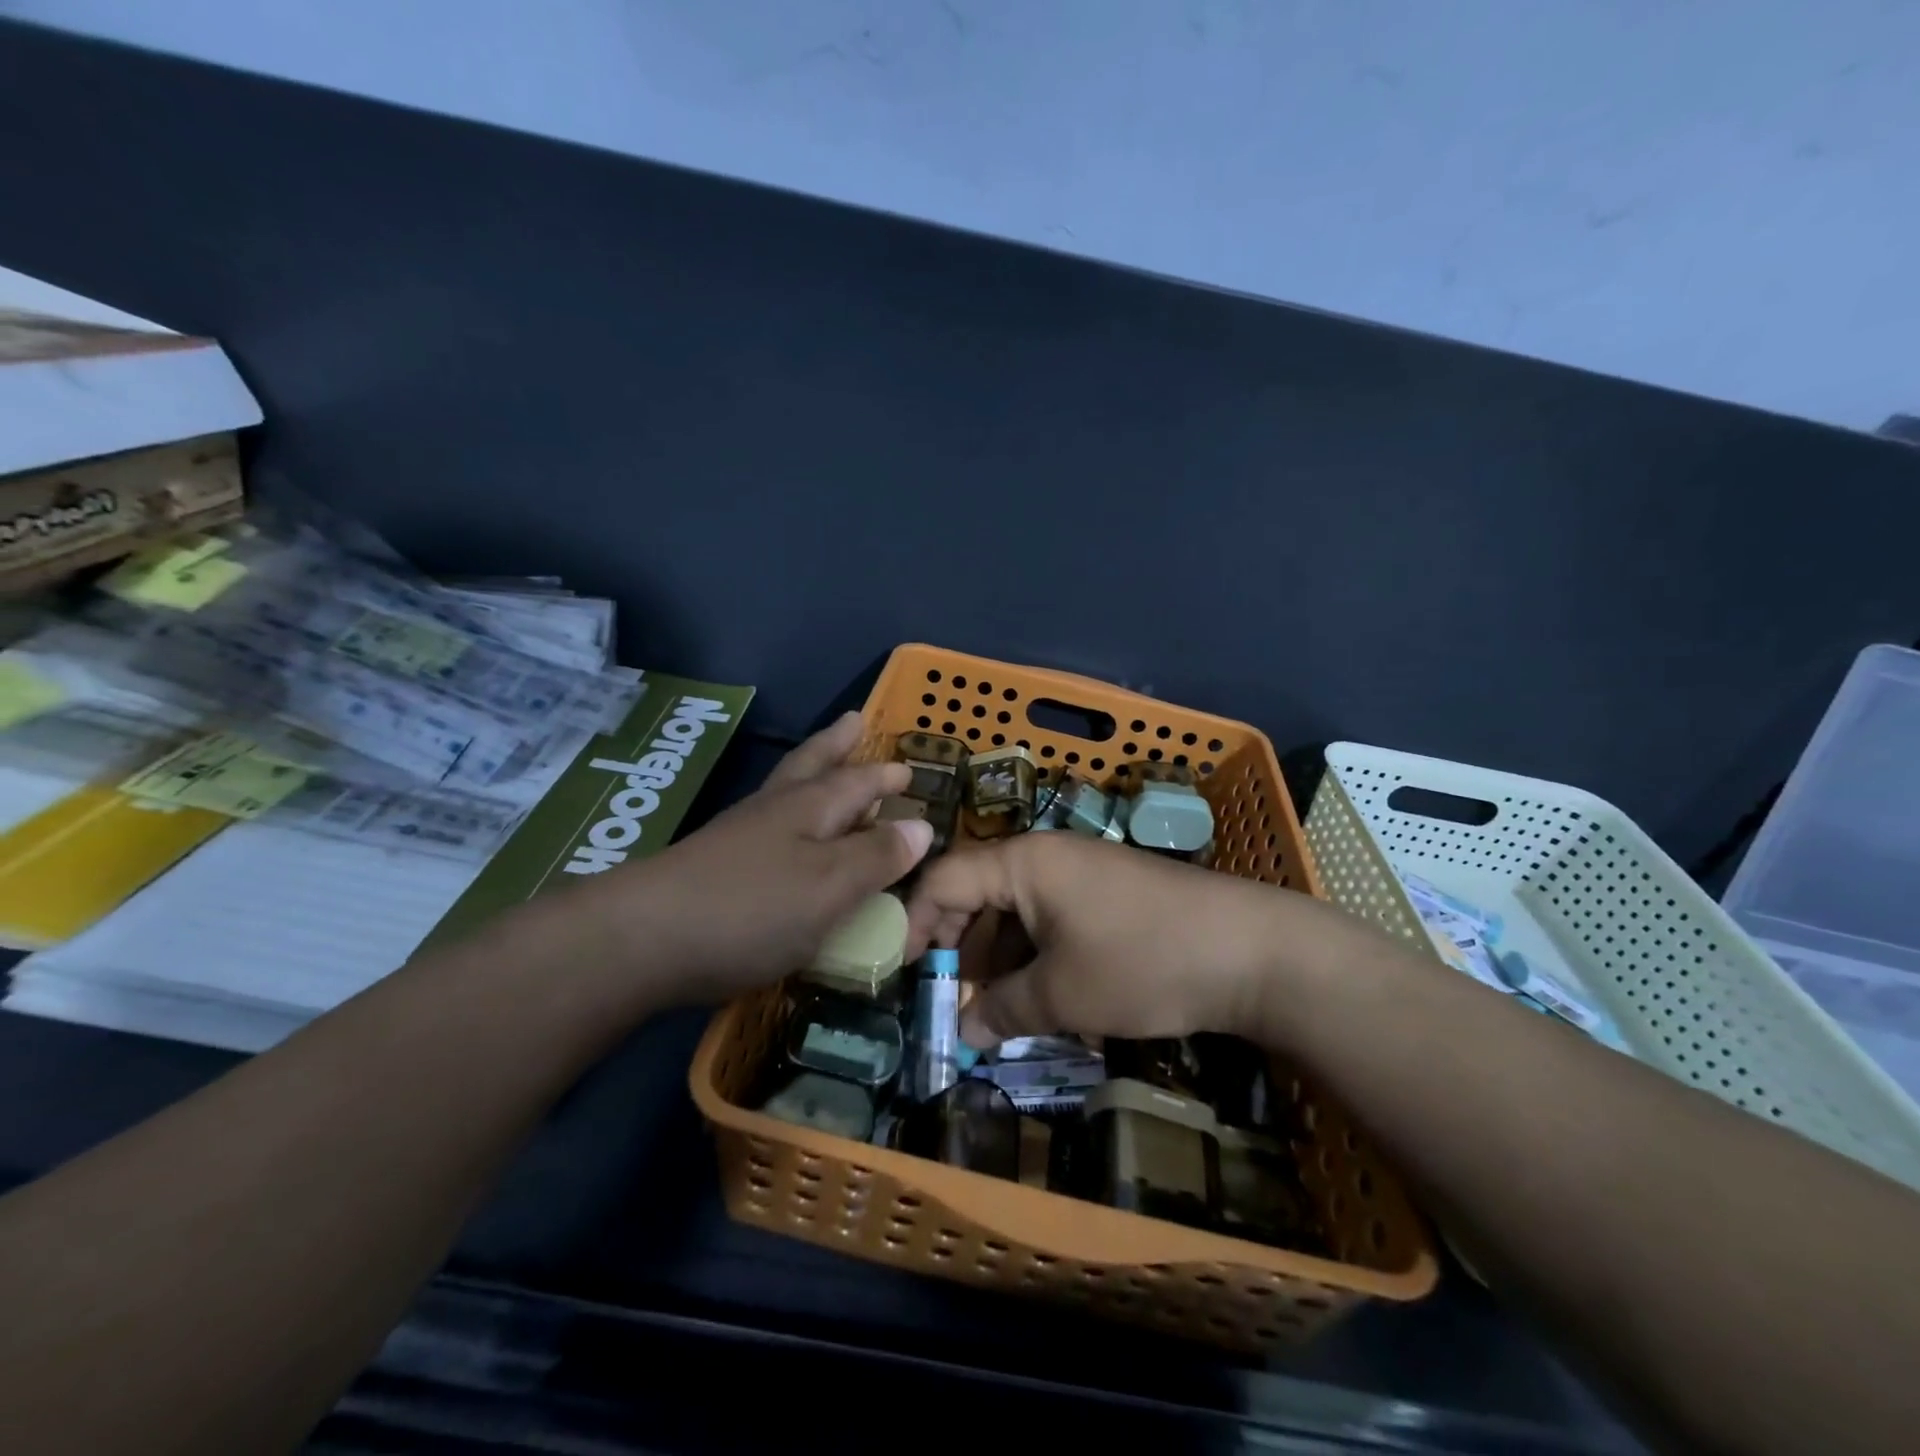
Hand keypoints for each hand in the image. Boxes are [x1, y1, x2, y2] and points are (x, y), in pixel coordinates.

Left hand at [583, 713, 932, 1004]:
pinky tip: (782, 836)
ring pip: (783, 791)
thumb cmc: (752, 908)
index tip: (908, 768)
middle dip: (837, 746)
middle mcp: (773, 811)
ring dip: (809, 772)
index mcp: (809, 809)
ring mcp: (737, 836)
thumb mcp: (830, 885)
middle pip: (811, 766)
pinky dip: (785, 816)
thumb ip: (877, 857)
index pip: (856, 781)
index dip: (884, 776)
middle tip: (854, 722)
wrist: (644, 939)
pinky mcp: (713, 866)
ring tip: (822, 766)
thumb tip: (922, 826)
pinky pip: (765, 826)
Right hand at [905, 832, 1330, 1047]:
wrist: (1253, 951)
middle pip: (977, 893)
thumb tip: (965, 1031)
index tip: (904, 976)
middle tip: (952, 1003)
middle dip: (958, 949)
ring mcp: (1080, 875)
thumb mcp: (1064, 995)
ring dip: (998, 960)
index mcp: (1023, 862)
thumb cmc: (1143, 962)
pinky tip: (1042, 999)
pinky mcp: (1107, 896)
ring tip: (997, 1013)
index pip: (943, 878)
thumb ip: (1003, 1010)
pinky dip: (1035, 956)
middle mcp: (1046, 857)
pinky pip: (1051, 920)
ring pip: (1015, 912)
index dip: (915, 924)